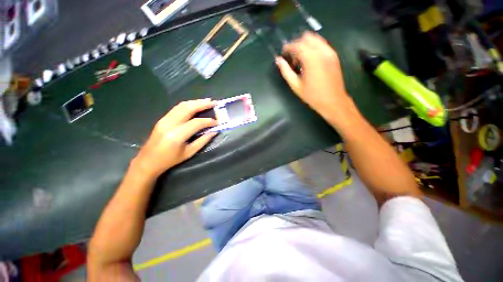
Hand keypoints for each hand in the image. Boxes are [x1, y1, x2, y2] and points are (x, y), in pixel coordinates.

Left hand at [132, 99, 217, 177]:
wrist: (148, 161)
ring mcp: (164, 119)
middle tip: (213, 102)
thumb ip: (202, 141)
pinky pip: (177, 108)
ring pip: (182, 105)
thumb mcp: (189, 153)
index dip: (208, 121)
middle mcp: (170, 124)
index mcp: (177, 135)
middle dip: (202, 104)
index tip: (217, 122)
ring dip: (195, 102)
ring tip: (207, 101)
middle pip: (188, 108)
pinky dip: (188, 105)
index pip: (196, 123)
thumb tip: (214, 131)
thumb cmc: (170, 160)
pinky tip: (196, 105)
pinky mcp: (163, 119)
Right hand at [275, 32, 353, 120]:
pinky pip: (322, 45)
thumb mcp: (296, 85)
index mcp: (311, 58)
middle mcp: (322, 51)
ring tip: (301, 60)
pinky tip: (310, 61)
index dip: (288, 47)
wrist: (333, 101)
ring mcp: (330, 52)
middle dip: (297, 45)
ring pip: (315, 39)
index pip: (297, 45)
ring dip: (306, 45)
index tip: (283, 53)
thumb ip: (286, 71)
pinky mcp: (334, 56)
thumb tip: (278, 60)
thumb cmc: (312, 96)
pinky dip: (313, 48)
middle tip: (292, 58)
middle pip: (307, 38)